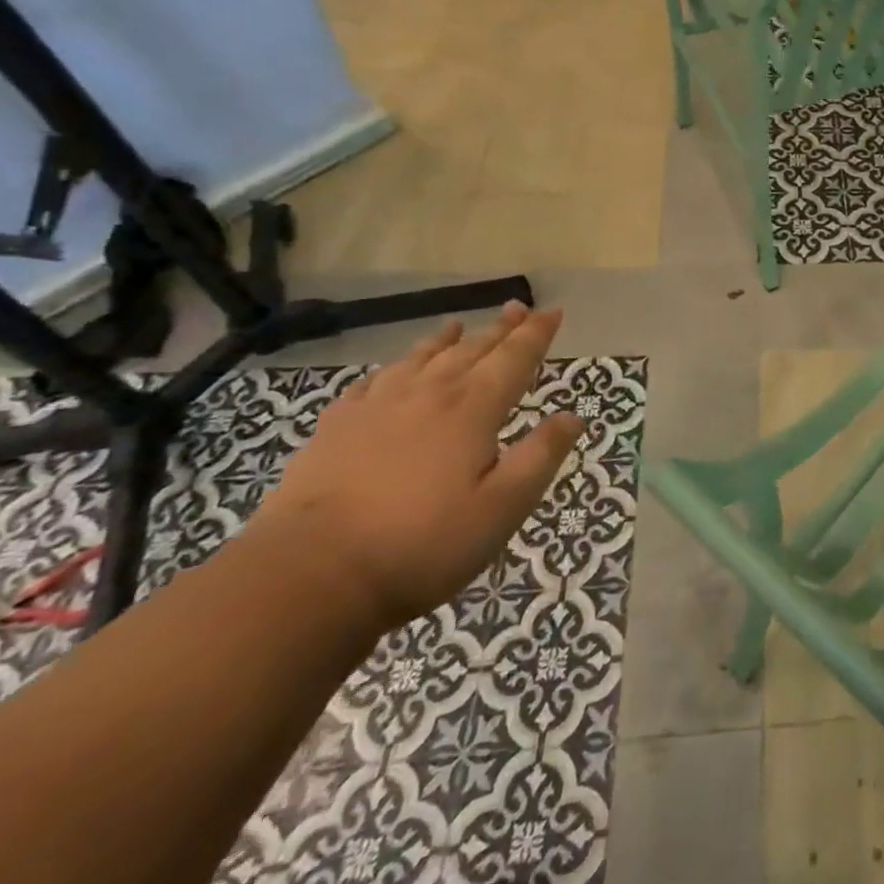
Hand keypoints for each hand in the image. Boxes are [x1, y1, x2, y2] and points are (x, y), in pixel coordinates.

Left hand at [249, 303, 583, 630]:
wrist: (309, 574)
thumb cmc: (422, 545)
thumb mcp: (502, 508)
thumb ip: (541, 457)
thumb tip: (573, 416)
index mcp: (473, 409)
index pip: (515, 358)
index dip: (537, 333)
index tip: (553, 311)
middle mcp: (429, 394)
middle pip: (472, 350)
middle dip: (500, 329)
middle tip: (516, 308)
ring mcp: (377, 407)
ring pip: (421, 359)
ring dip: (446, 340)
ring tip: (457, 325)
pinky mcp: (336, 428)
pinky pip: (372, 383)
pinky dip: (392, 369)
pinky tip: (392, 372)